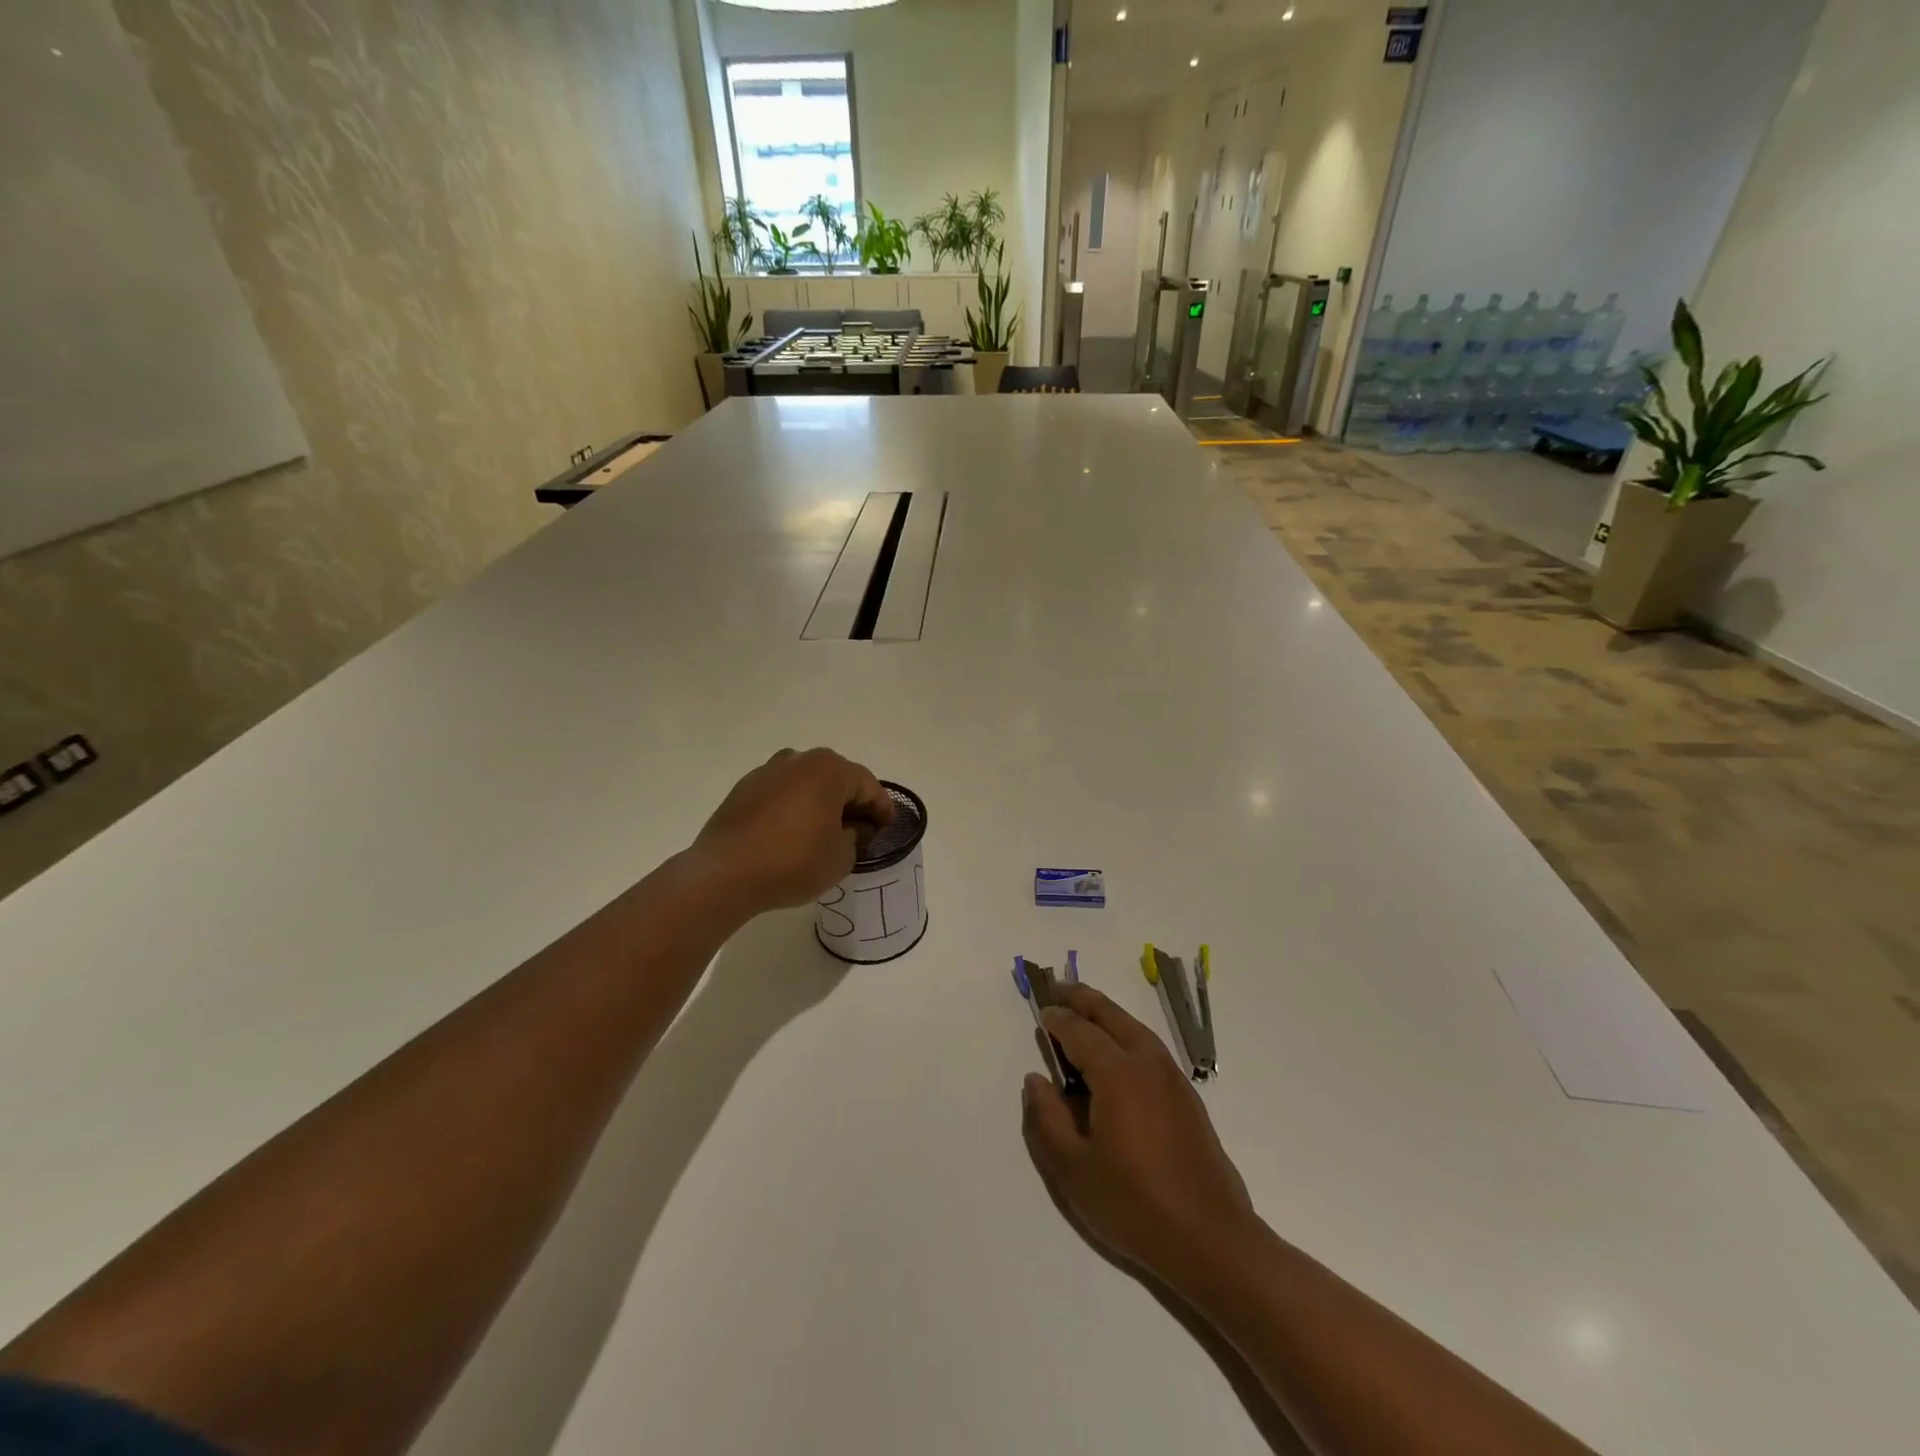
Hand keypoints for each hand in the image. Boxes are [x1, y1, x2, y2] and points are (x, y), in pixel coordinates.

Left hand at [689, 748, 893, 915]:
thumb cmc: (793, 862)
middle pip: (837, 778)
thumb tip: (849, 828)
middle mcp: (799, 760)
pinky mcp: (744, 789)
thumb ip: (855, 837)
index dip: (882, 808)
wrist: (724, 874)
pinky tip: (794, 833)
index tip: (888, 828)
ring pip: (807, 783)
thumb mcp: (842, 857)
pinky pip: (782, 794)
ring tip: (826, 832)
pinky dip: (794, 808)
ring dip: (821, 803)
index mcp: (829, 769)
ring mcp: (767, 772)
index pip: (868, 785)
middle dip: (852, 802)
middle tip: (861, 830)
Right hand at [1022, 983, 1256, 1289]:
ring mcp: (1173, 1079)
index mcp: (1118, 1074)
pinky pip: (1150, 1048)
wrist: (1212, 1240)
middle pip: (1112, 1016)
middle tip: (1060, 987)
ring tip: (1086, 1011)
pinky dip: (1127, 1034)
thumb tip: (1035, 1079)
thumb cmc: (1134, 1205)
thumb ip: (1047, 1119)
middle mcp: (1147, 1064)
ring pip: (1135, 1028)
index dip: (1058, 1019)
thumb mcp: (1073, 1170)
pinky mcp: (1187, 1098)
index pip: (1080, 1032)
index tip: (1042, 1012)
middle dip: (1084, 999)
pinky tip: (1118, 1054)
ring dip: (1108, 1014)